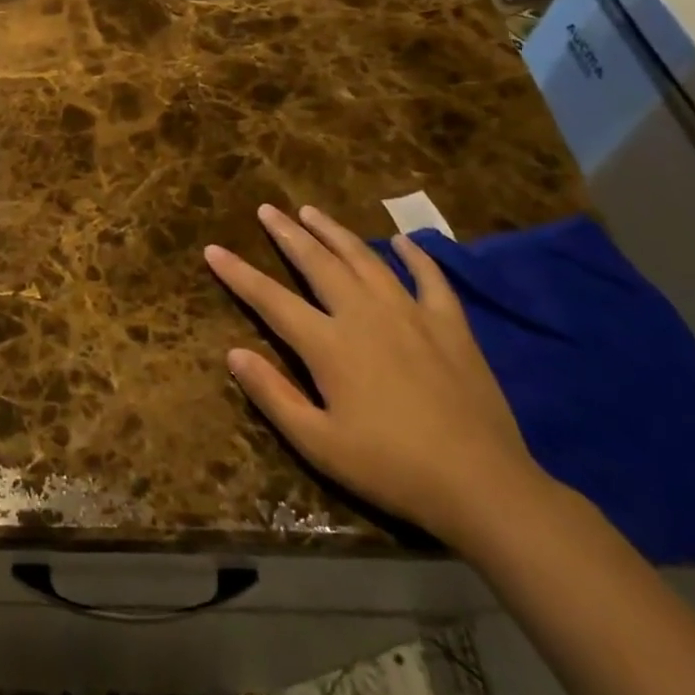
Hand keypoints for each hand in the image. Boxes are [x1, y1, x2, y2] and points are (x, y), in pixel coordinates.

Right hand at [207, 203, 551, 547]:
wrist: (482, 485)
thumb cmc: (390, 468)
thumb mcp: (319, 443)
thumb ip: (273, 395)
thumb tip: (233, 353)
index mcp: (329, 345)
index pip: (271, 299)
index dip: (238, 274)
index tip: (213, 249)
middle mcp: (365, 315)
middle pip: (318, 263)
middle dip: (287, 234)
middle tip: (267, 209)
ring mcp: (411, 314)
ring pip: (365, 259)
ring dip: (335, 232)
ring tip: (312, 211)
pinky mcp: (450, 325)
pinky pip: (429, 278)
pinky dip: (414, 255)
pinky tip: (401, 240)